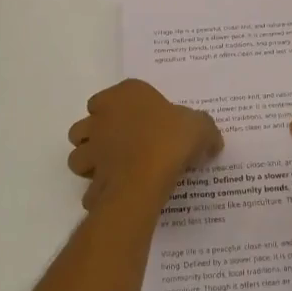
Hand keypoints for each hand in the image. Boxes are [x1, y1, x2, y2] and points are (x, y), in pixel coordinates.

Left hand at [67, 79, 221, 211]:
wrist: (147, 176)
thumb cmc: (170, 139)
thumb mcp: (200, 127)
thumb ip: (206, 131)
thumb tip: (213, 142)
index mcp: (125, 95)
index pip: (111, 96)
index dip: (122, 109)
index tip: (143, 123)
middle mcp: (101, 118)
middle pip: (87, 125)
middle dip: (97, 135)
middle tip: (123, 146)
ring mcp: (92, 149)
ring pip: (78, 155)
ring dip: (91, 163)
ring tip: (115, 171)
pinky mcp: (90, 179)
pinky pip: (90, 188)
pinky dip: (99, 192)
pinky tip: (119, 195)